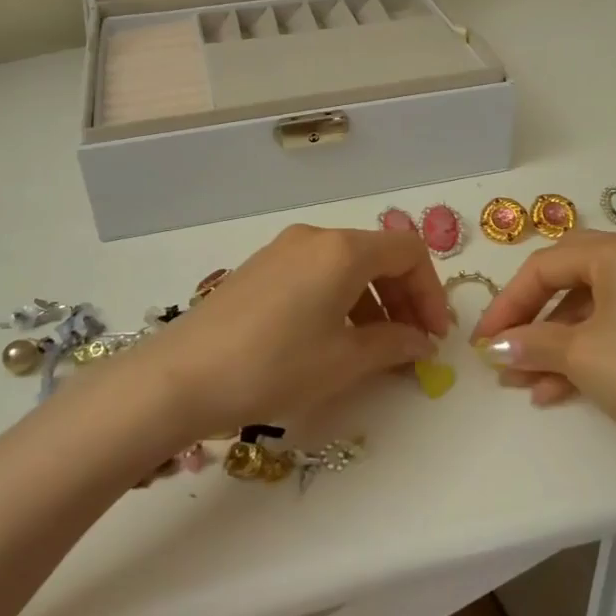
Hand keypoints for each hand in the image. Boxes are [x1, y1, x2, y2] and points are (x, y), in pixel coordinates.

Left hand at [129, 225, 450, 440]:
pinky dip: (340, 299)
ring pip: (346, 265)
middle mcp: (314, 237)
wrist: (180, 377)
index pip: (408, 251)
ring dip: (372, 301)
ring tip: (374, 348)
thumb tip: (421, 342)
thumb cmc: (274, 365)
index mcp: (342, 250)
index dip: (430, 291)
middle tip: (412, 343)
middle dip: (403, 296)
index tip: (435, 335)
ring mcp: (283, 250)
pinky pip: (317, 273)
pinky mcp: (260, 268)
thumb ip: (393, 344)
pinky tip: (332, 338)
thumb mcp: (343, 361)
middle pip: (378, 255)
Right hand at [469, 229, 615, 501]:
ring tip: (527, 383)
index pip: (545, 265)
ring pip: (593, 306)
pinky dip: (588, 349)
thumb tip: (494, 347)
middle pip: (569, 278)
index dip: (507, 303)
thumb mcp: (581, 356)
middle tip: (503, 351)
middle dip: (531, 319)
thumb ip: (530, 344)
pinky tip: (561, 389)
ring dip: (557, 342)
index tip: (482, 341)